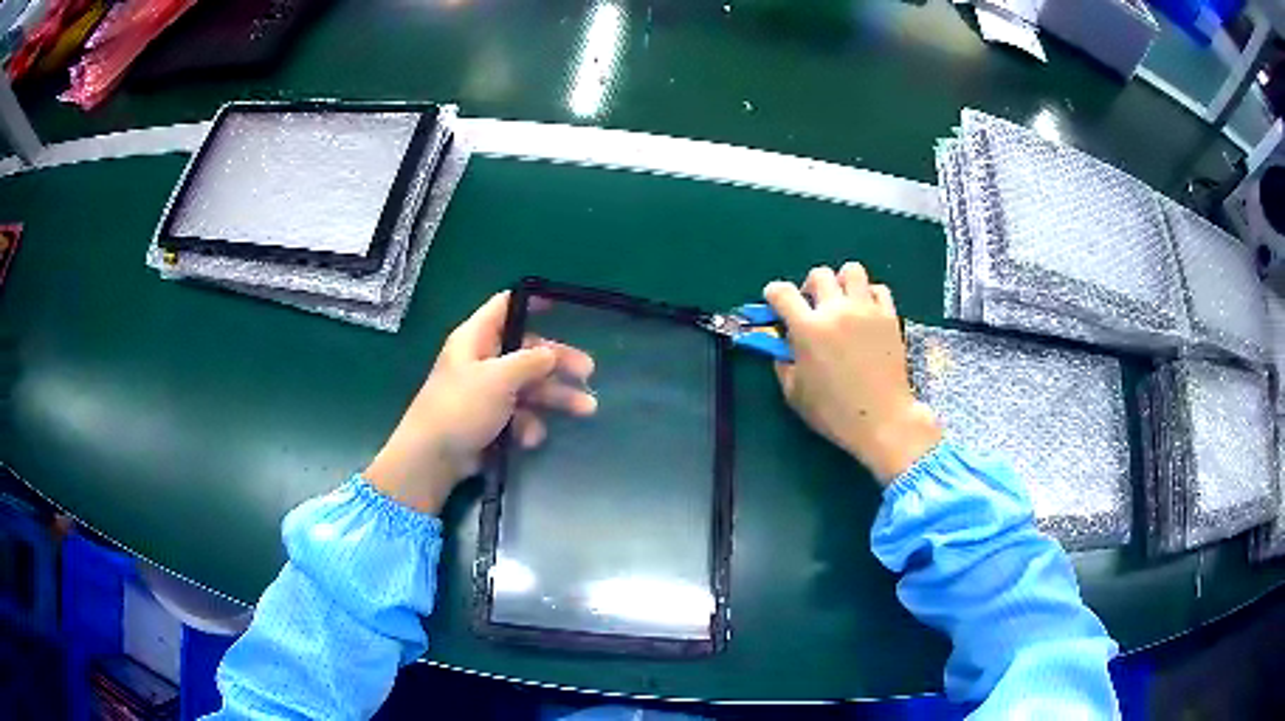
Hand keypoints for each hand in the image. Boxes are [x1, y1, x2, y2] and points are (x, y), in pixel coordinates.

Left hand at [364, 292, 595, 513]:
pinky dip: (529, 424)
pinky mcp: (491, 420)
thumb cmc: (461, 407)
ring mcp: (487, 392)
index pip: (504, 307)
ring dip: (555, 397)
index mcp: (476, 339)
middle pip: (527, 351)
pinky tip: (530, 438)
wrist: (434, 457)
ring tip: (586, 409)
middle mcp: (482, 361)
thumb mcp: (498, 378)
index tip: (560, 305)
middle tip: (588, 371)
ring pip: (529, 387)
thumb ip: (529, 361)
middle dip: (558, 362)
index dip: (531, 302)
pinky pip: (519, 414)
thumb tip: (551, 353)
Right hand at [765, 263, 940, 483]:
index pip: (781, 292)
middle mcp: (836, 310)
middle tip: (813, 308)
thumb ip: (783, 363)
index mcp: (808, 329)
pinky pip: (878, 289)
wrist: (883, 420)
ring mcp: (866, 310)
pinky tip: (866, 314)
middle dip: (810, 287)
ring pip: (852, 271)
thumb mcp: (795, 394)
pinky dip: (869, 296)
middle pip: (819, 274)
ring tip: (842, 304)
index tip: (775, 305)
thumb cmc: (834, 413)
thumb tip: (782, 345)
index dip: (773, 295)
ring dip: (842, 283)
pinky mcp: (889, 316)